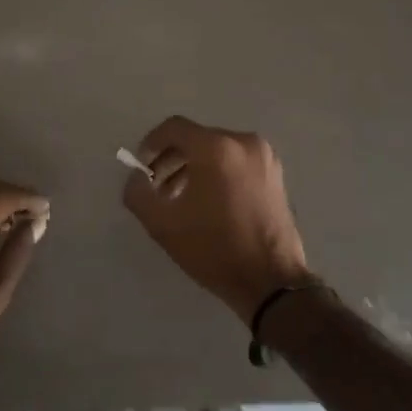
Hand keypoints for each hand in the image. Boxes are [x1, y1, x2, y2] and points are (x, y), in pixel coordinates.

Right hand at [121, 116, 315, 320]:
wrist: (271, 282)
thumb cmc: (215, 250)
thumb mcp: (163, 225)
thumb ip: (138, 193)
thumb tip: (137, 177)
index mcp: (216, 148)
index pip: (174, 128)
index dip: (151, 144)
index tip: (141, 168)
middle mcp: (243, 143)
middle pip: (196, 138)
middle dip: (171, 160)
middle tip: (156, 188)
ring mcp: (264, 157)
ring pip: (217, 150)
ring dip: (193, 168)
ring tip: (179, 198)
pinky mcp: (275, 175)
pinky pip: (236, 161)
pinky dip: (217, 172)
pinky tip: (208, 202)